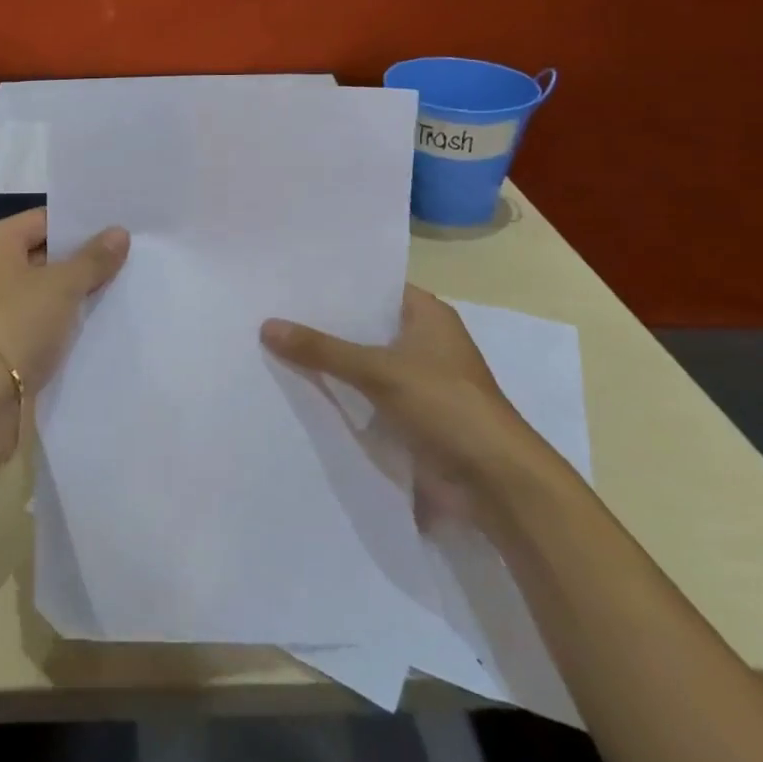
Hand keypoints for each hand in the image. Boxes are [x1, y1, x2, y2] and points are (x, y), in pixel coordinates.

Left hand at [0, 208, 129, 396]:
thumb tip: (120, 232)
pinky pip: (38, 318)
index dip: (81, 224)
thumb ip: (93, 258)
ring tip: (122, 285)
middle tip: (130, 255)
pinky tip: (97, 320)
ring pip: (42, 289)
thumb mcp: (62, 285)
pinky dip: (62, 319)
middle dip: (82, 258)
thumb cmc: (17, 323)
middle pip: (43, 253)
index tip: (120, 227)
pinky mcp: (0, 340)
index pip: (44, 219)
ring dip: (75, 291)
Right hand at [260, 285, 559, 521]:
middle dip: (324, 324)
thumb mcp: (378, 370)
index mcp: (428, 315)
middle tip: (270, 311)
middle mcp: (424, 341)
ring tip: (273, 345)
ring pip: (363, 362)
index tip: (291, 279)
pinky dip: (341, 393)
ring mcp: (418, 380)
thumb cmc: (445, 405)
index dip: (337, 284)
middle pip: (365, 325)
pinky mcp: (411, 416)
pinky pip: (367, 395)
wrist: (495, 482)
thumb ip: (322, 350)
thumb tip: (267, 326)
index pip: (374, 286)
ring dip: (330, 361)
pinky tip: (299, 388)